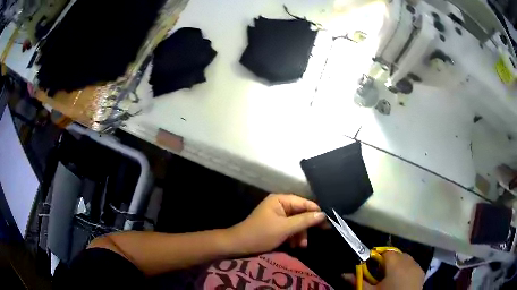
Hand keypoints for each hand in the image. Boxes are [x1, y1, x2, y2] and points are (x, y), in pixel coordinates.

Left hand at [229, 193, 325, 254]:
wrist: (239, 246)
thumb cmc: (261, 234)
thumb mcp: (284, 228)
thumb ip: (304, 221)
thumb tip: (323, 215)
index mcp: (280, 200)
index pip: (304, 202)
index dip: (316, 212)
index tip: (328, 222)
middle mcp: (280, 205)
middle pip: (301, 213)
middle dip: (306, 227)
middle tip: (314, 238)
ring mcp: (278, 216)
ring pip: (297, 223)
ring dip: (300, 235)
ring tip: (301, 246)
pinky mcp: (277, 226)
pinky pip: (290, 229)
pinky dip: (294, 237)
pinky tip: (295, 246)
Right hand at [343, 252, 424, 289]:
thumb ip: (358, 281)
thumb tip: (343, 273)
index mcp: (396, 263)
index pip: (385, 252)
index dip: (377, 258)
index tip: (371, 268)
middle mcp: (409, 260)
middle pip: (396, 254)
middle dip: (387, 261)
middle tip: (379, 274)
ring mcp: (417, 266)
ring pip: (405, 258)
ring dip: (397, 264)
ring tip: (390, 277)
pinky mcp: (422, 272)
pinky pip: (412, 265)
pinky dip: (406, 268)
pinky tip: (401, 280)